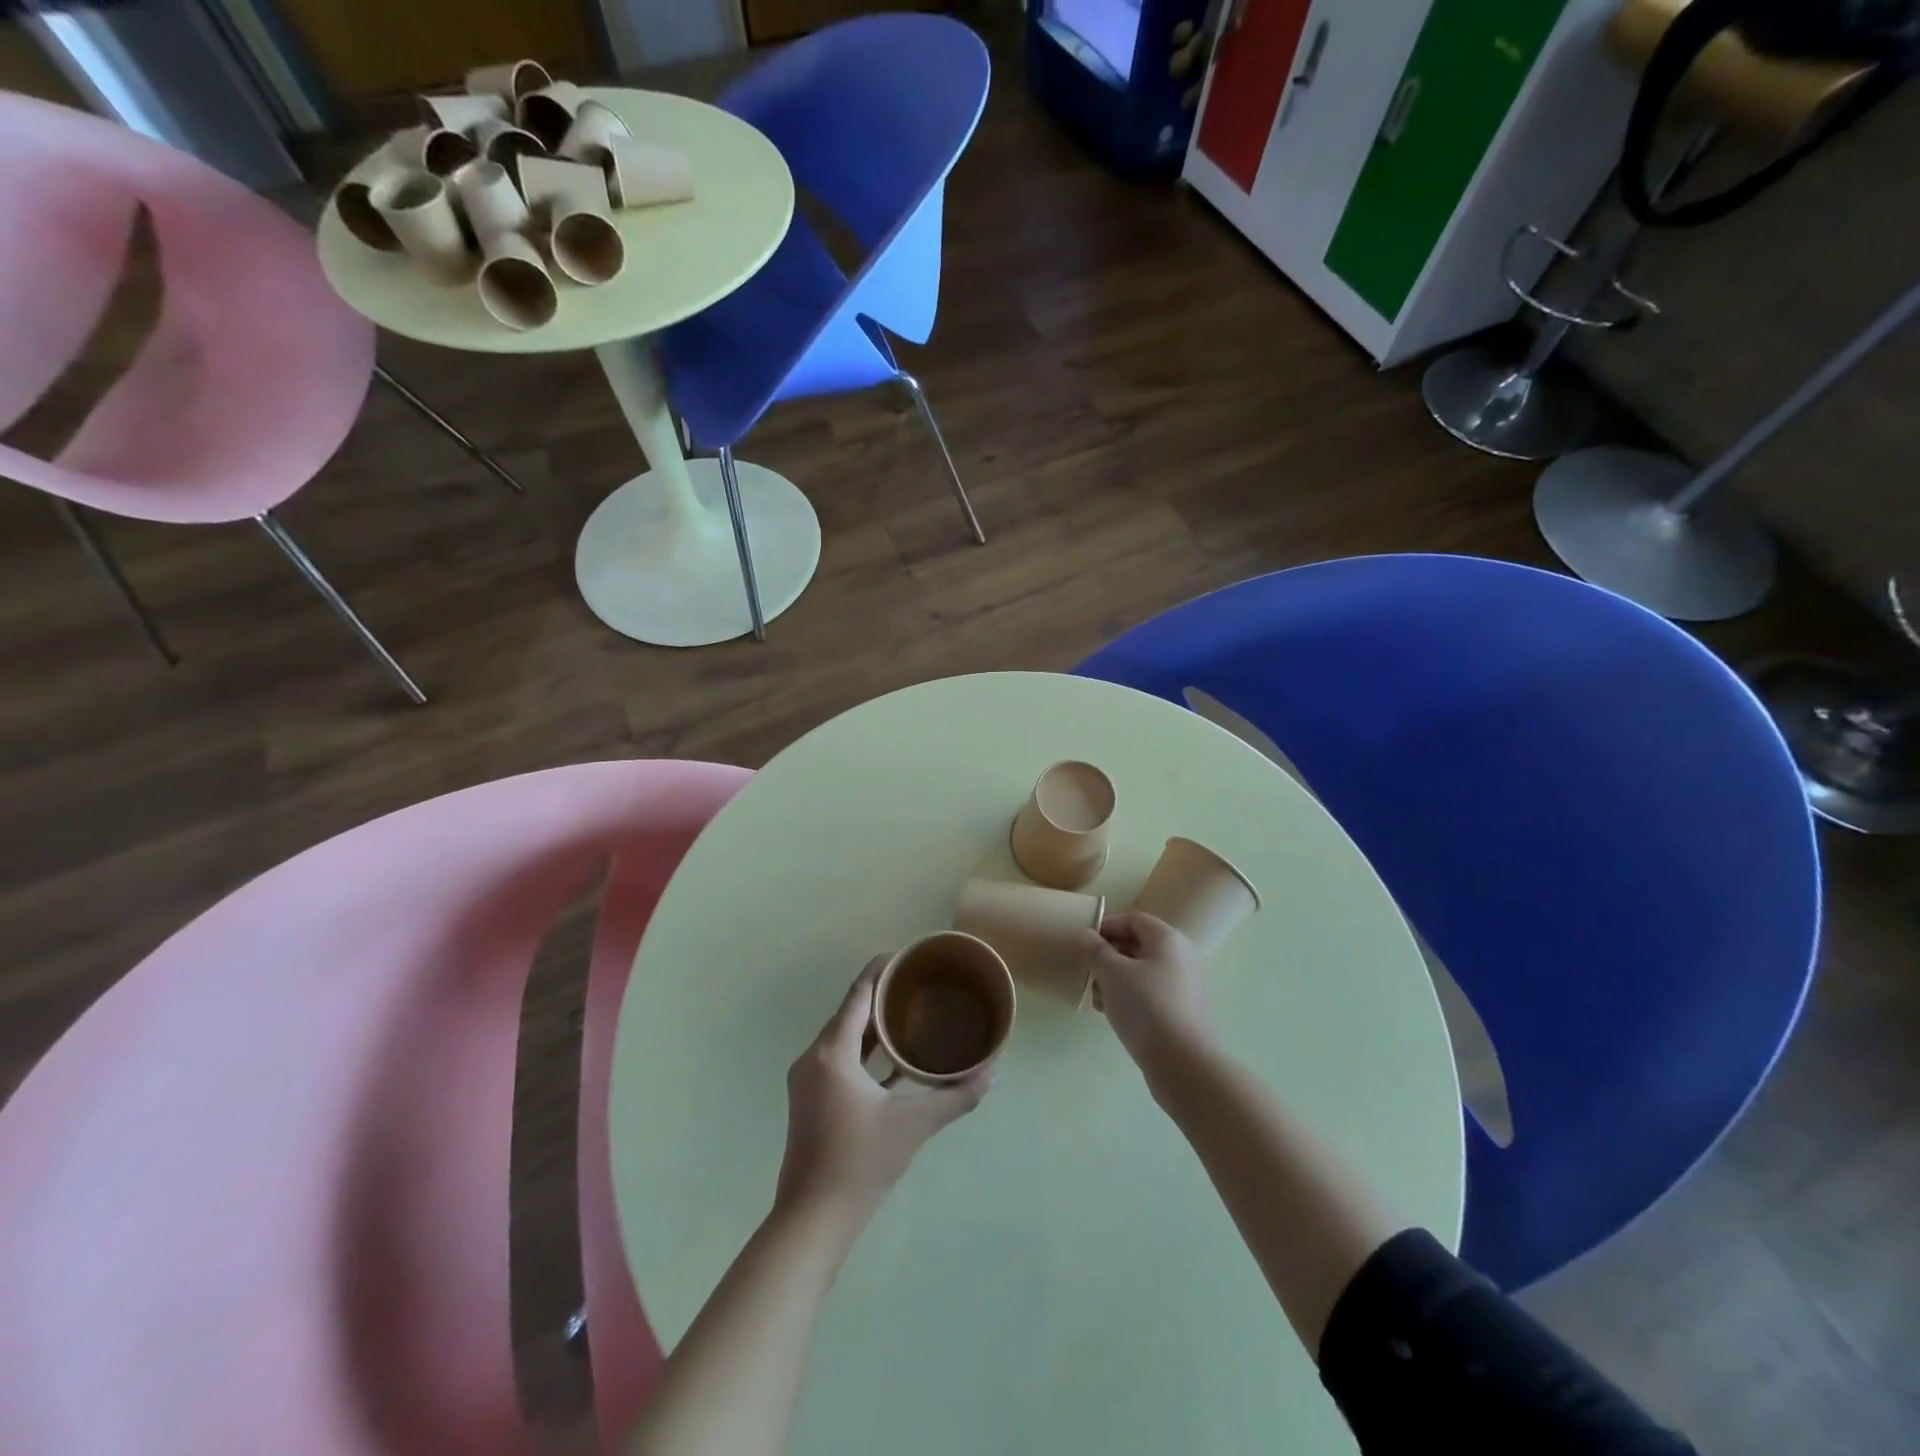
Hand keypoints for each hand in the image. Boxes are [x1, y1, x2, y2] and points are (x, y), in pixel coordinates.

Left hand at [775, 958, 991, 1226]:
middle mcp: (814, 1057)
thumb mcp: (912, 1125)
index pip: (859, 993)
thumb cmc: (859, 1163)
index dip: (883, 969)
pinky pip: (841, 1058)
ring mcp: (810, 1080)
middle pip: (851, 1011)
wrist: (812, 1221)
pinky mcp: (812, 1100)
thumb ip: (955, 1097)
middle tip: (921, 983)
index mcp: (832, 1052)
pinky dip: (866, 1049)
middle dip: (884, 994)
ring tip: (912, 1012)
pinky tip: (893, 1056)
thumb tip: (993, 1074)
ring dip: (875, 1023)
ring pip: (845, 1036)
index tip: (910, 955)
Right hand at [1081, 912, 1217, 1079]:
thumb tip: (1088, 935)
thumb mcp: (1111, 973)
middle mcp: (1181, 956)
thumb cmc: (1145, 1008)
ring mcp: (1185, 985)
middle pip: (1137, 945)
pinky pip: (1152, 992)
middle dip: (1108, 958)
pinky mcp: (1184, 1010)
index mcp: (1168, 939)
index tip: (1084, 943)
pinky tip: (1115, 1016)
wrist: (1184, 1064)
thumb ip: (1096, 949)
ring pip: (1142, 971)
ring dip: (1115, 980)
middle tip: (1088, 975)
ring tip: (1098, 1002)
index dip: (1106, 926)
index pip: (1133, 919)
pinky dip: (1131, 997)